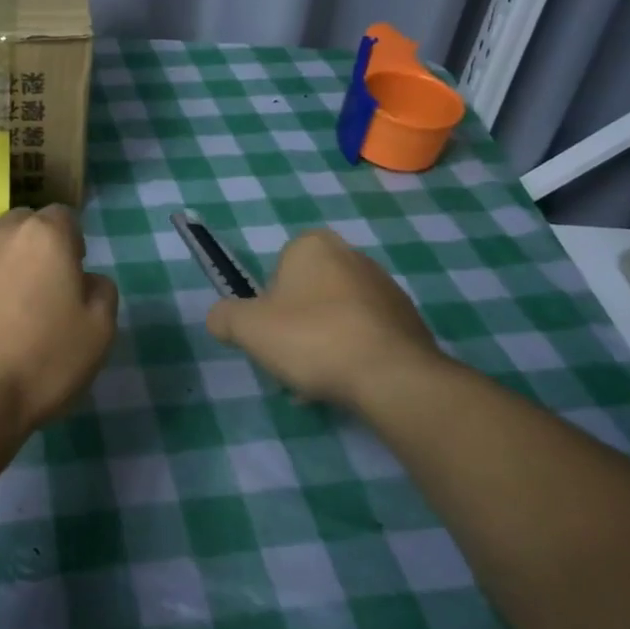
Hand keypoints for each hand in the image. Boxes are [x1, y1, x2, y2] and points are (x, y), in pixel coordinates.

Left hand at [0, 206, 119, 434]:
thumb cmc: (41, 361)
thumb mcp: (99, 332)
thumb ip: (101, 292)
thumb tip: (86, 279)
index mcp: (42, 237)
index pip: (62, 217)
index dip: (70, 243)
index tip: (70, 276)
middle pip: (20, 226)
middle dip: (31, 248)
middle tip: (36, 292)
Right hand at [207, 229, 444, 408]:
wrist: (390, 375)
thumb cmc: (311, 338)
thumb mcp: (247, 328)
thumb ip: (223, 317)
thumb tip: (220, 319)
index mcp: (313, 246)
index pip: (278, 269)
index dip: (269, 303)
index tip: (269, 332)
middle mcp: (352, 255)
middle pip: (308, 294)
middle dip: (297, 325)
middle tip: (290, 359)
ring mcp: (386, 287)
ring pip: (337, 316)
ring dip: (324, 342)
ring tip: (317, 380)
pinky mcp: (409, 320)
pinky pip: (367, 335)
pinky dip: (353, 354)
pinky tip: (347, 382)